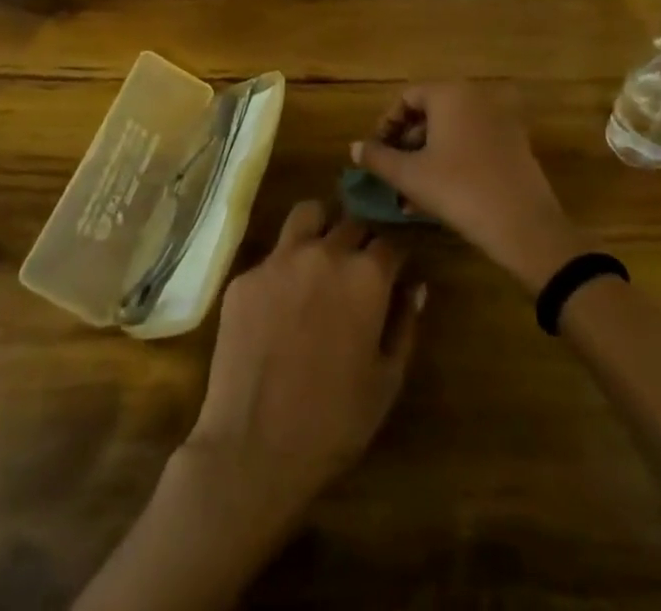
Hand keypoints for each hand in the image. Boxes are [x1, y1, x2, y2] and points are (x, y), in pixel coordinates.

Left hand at [182, 200, 422, 528]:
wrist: (254, 446)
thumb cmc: (334, 422)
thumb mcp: (387, 381)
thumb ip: (405, 324)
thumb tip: (415, 286)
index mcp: (365, 275)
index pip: (390, 242)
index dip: (395, 257)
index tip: (394, 272)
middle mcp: (324, 252)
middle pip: (351, 223)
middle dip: (361, 240)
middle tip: (358, 270)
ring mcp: (279, 259)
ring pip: (307, 215)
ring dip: (321, 228)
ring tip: (320, 257)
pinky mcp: (245, 276)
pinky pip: (272, 257)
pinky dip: (284, 269)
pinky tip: (280, 305)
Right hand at [354, 83, 585, 290]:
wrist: (524, 226)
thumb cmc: (459, 190)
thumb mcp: (410, 176)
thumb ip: (378, 158)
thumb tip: (354, 147)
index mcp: (450, 94)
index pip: (407, 97)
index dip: (386, 124)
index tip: (376, 154)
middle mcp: (476, 97)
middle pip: (430, 113)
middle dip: (407, 144)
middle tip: (392, 174)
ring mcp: (499, 120)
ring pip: (451, 131)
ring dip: (427, 156)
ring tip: (410, 194)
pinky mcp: (515, 144)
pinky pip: (472, 143)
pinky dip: (452, 160)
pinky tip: (438, 195)